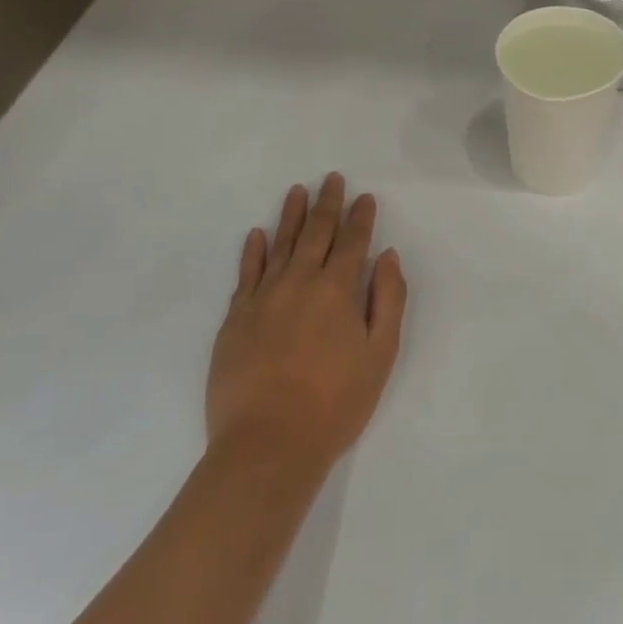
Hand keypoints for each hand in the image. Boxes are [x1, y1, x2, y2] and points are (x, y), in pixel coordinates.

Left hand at [207, 173, 405, 467]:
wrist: (268, 444)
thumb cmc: (336, 402)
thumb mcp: (381, 354)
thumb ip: (387, 299)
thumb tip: (387, 256)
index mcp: (337, 290)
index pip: (352, 242)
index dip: (361, 217)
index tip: (365, 197)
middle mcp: (299, 282)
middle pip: (315, 233)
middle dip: (327, 204)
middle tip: (332, 179)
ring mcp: (262, 298)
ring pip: (279, 245)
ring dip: (290, 216)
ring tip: (297, 191)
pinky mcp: (235, 319)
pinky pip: (245, 274)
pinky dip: (252, 252)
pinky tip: (257, 235)